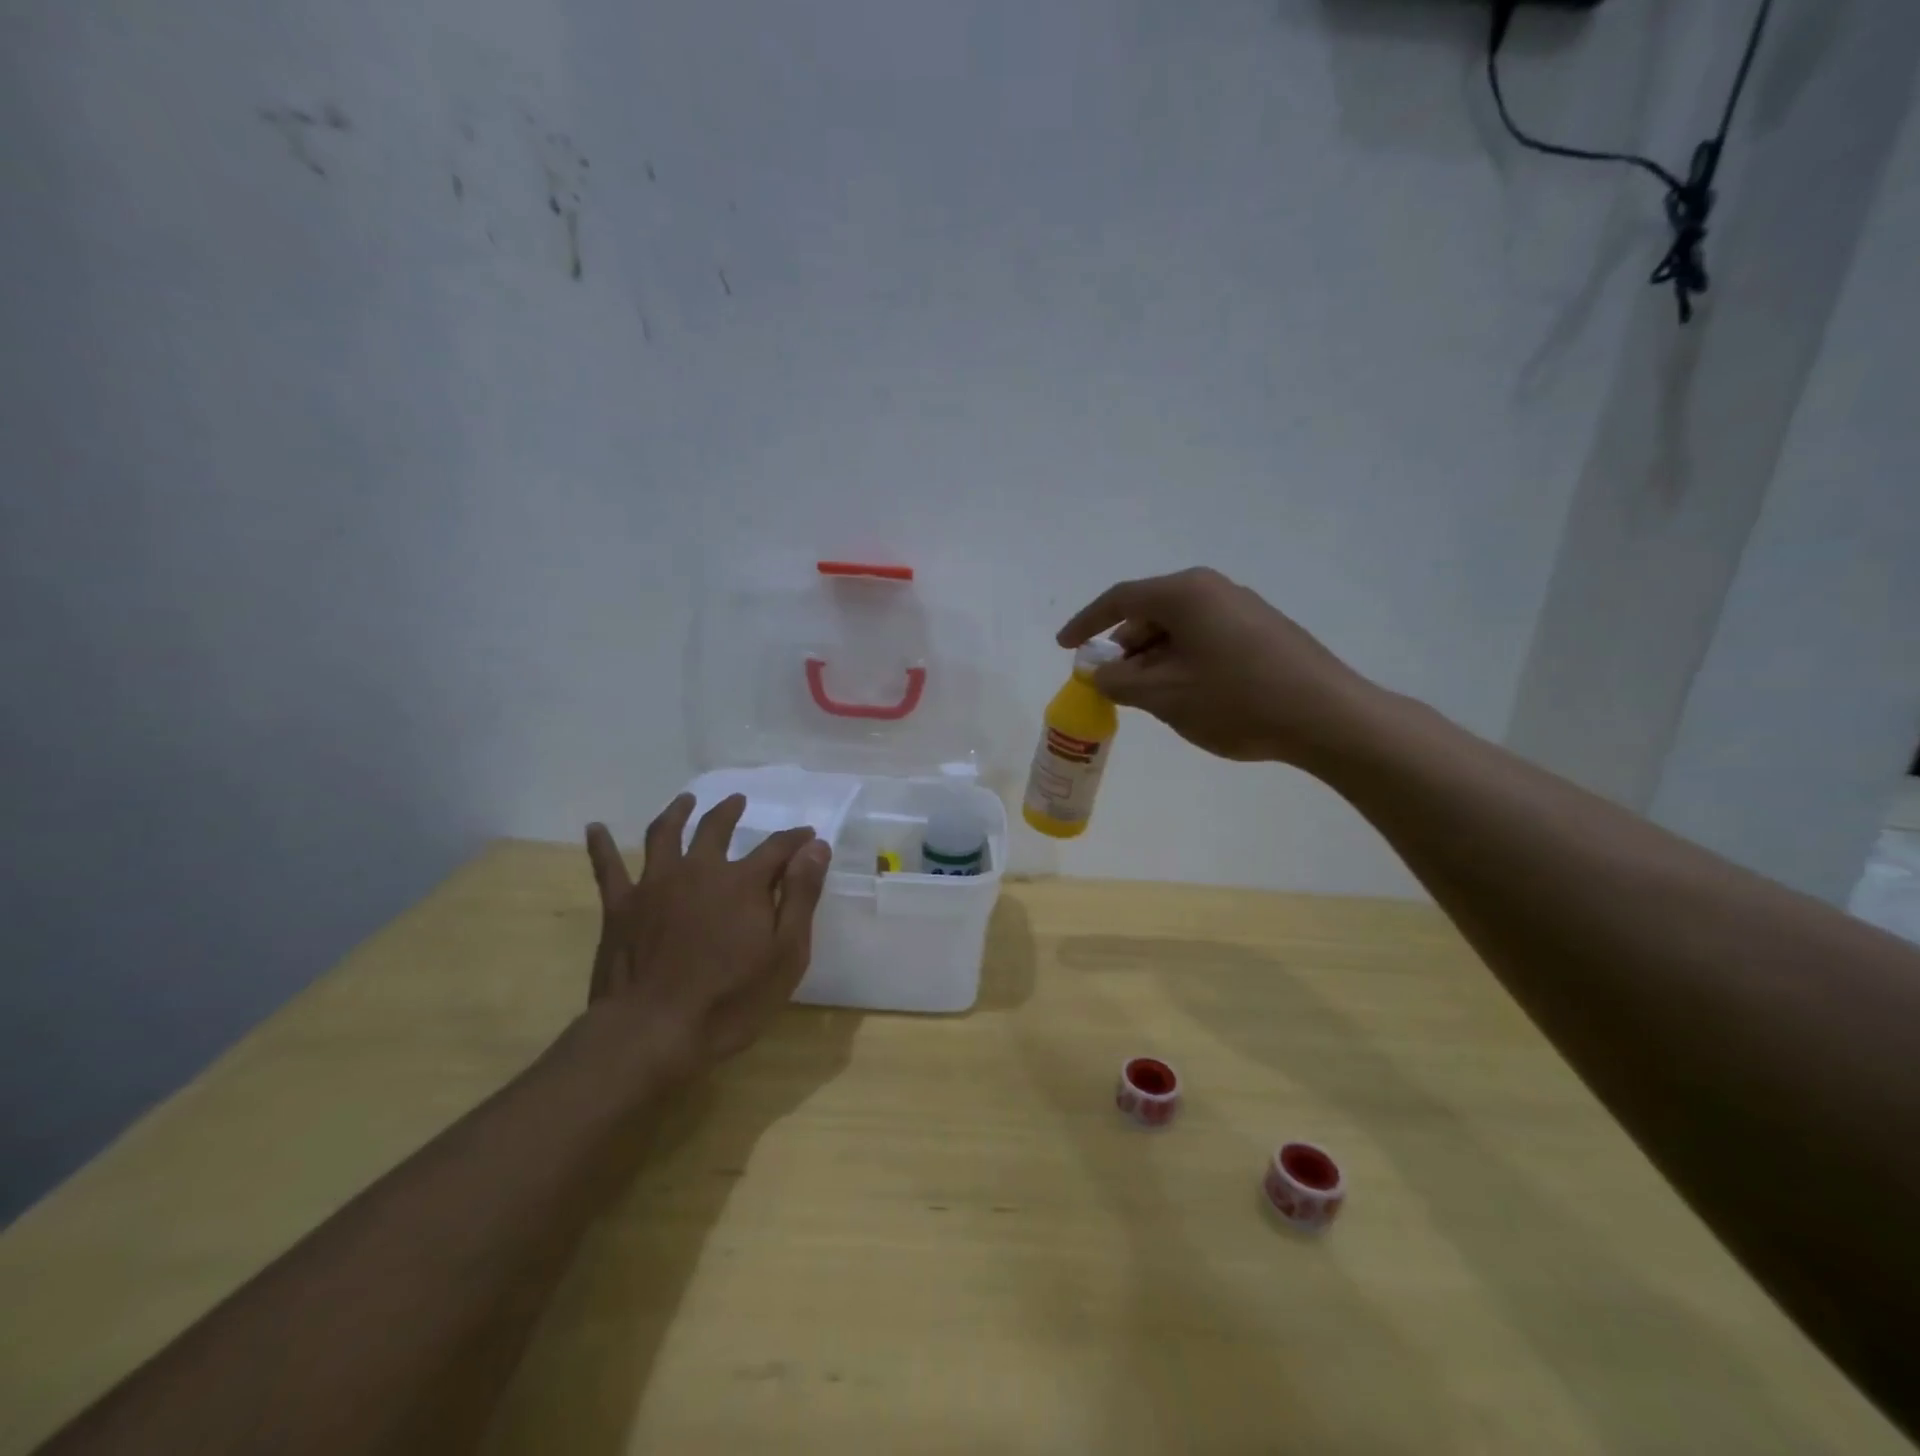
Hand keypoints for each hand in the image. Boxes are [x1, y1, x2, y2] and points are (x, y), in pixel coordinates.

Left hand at [580, 794, 831, 1086]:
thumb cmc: (730, 1000)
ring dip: (677, 813)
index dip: (796, 839)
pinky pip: (607, 868)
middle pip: (716, 828)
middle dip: (731, 812)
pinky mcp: (620, 907)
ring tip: (685, 801)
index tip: (808, 836)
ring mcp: (655, 885)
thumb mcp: (786, 953)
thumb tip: (815, 846)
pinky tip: (596, 828)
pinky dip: (601, 845)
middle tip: (738, 801)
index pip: (777, 848)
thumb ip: (801, 895)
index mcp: (742, 882)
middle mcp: (699, 870)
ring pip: (665, 835)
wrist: (652, 1033)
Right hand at [1057, 567, 1375, 766]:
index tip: (1064, 646)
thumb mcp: (1164, 696)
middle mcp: (1213, 589)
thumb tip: (1098, 673)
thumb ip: (1118, 681)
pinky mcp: (1263, 630)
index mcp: (1185, 593)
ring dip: (1154, 659)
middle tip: (1110, 684)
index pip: (1120, 600)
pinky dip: (1182, 661)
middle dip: (1124, 648)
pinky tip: (1187, 694)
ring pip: (1179, 628)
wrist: (1326, 717)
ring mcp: (1242, 607)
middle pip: (1150, 613)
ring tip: (1148, 697)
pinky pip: (1205, 638)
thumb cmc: (1236, 700)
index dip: (1086, 624)